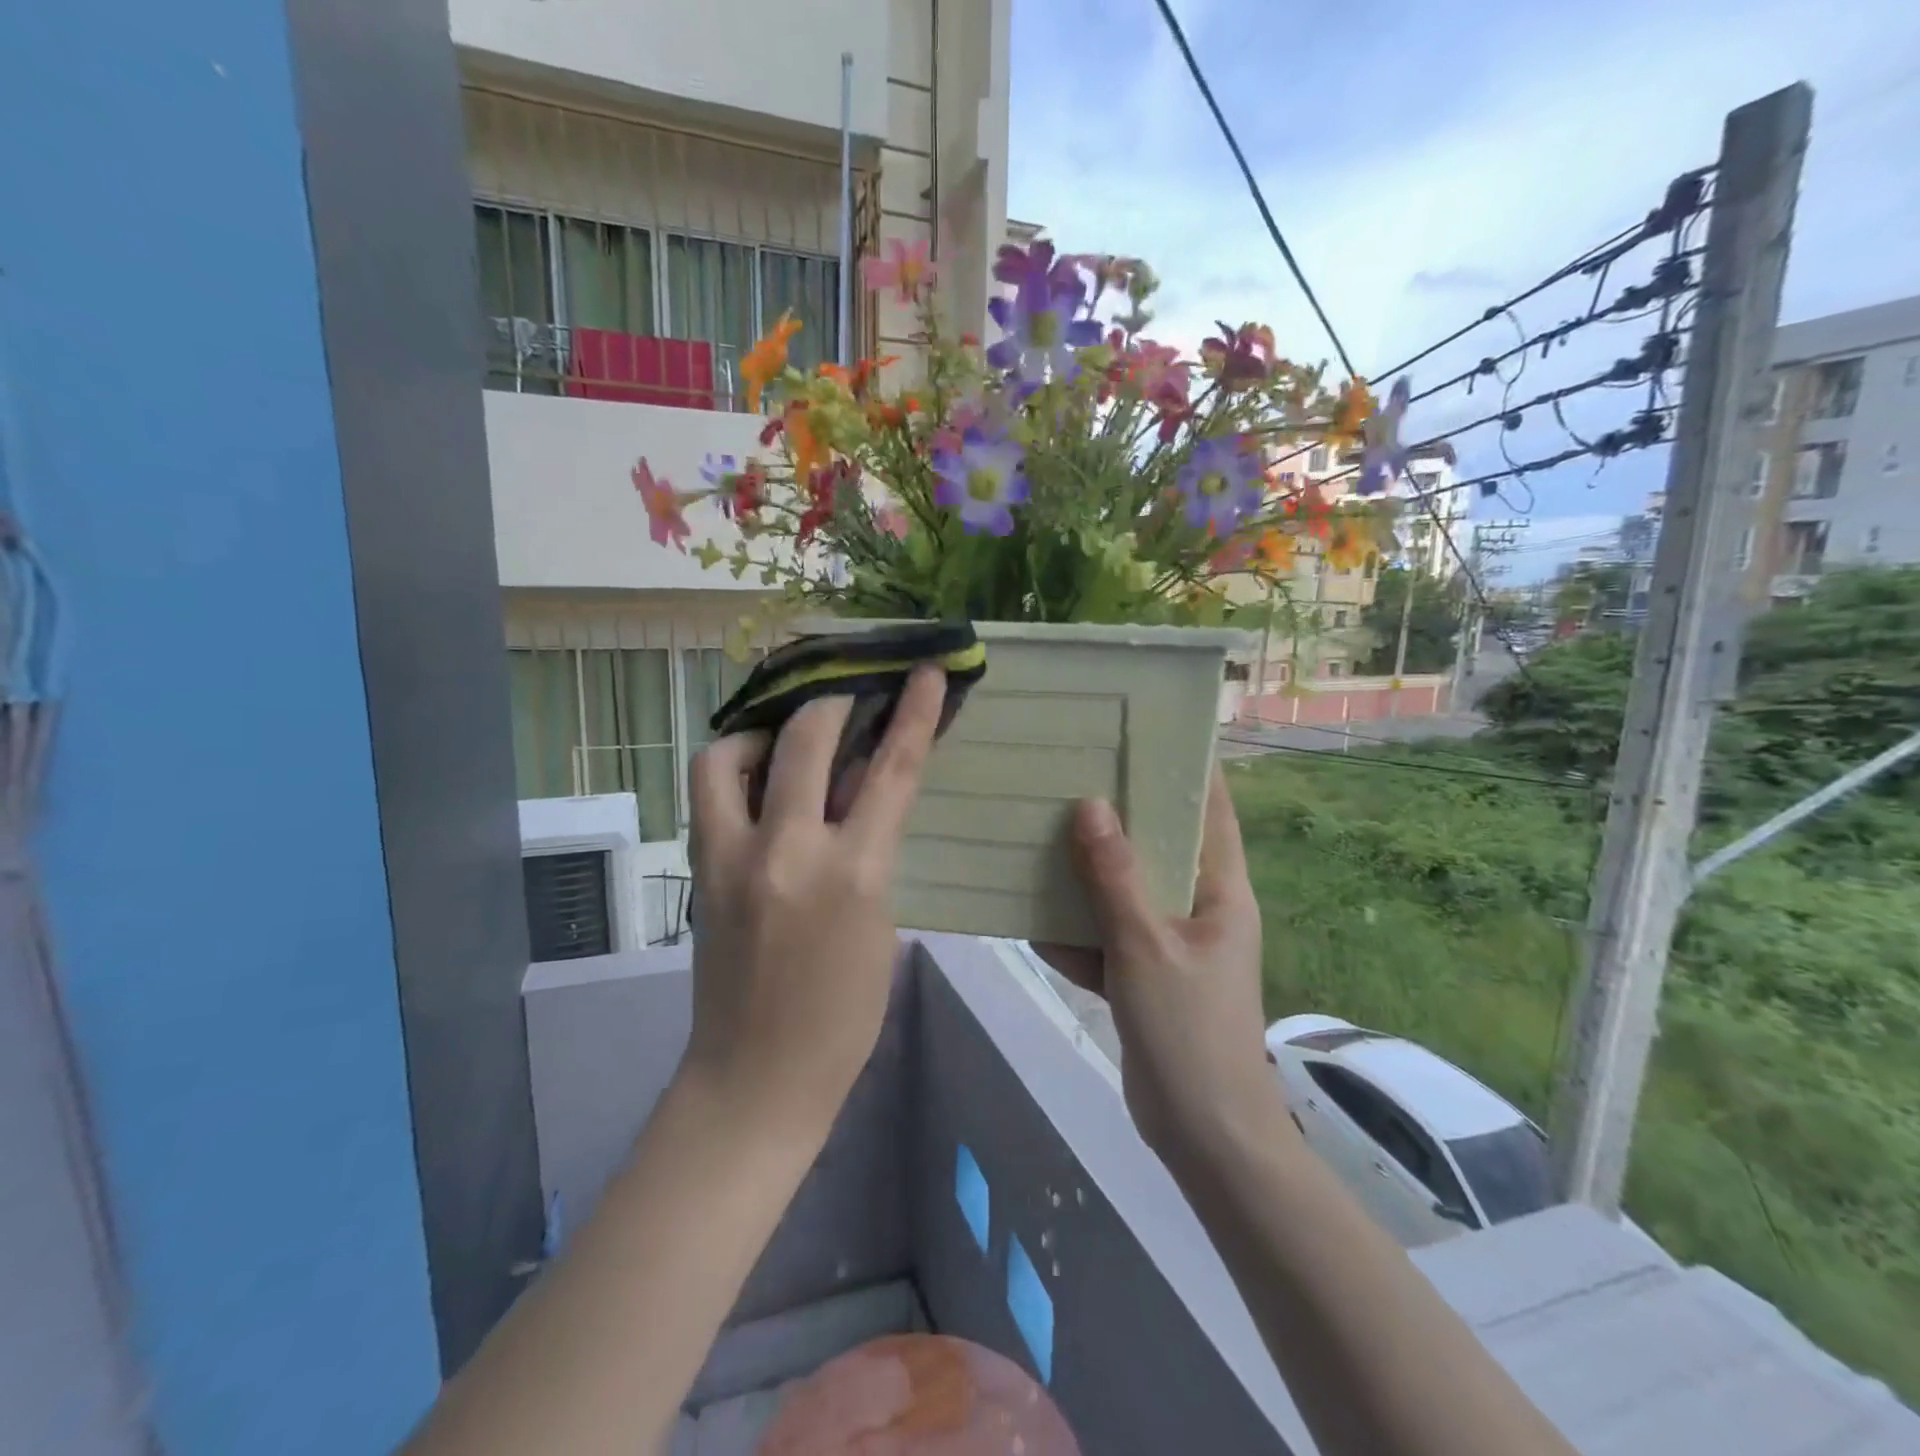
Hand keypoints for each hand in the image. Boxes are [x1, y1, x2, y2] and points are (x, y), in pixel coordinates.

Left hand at [680, 667, 944, 1130]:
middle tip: (847, 701)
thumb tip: (857, 794)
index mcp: (855, 872)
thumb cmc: (844, 1013)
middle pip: (807, 737)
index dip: (914, 713)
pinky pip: (708, 794)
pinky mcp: (698, 870)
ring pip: (728, 754)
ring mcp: (731, 857)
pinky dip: (734, 772)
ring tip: (784, 746)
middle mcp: (788, 850)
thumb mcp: (881, 922)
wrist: (758, 1075)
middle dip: (833, 703)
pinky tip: (757, 786)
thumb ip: (870, 849)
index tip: (926, 672)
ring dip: (762, 734)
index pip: (891, 770)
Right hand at [1038, 769, 1273, 1162]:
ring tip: (1043, 831)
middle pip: (1161, 846)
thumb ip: (1116, 878)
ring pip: (1127, 891)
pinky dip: (1077, 930)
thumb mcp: (1146, 948)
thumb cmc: (1190, 1032)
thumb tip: (1091, 805)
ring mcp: (1170, 944)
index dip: (1189, 769)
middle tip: (1074, 774)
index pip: (1213, 811)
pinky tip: (1032, 913)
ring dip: (1089, 873)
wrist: (1203, 1136)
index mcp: (1221, 892)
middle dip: (1121, 815)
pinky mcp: (1144, 977)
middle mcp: (1200, 909)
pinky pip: (1107, 938)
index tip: (1149, 731)